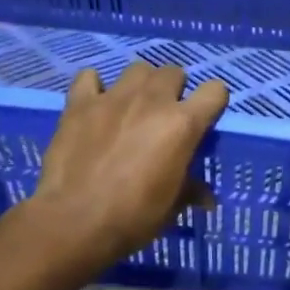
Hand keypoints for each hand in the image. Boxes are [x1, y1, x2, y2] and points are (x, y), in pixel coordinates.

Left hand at [28, 62, 229, 265]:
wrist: (75, 220)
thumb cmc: (134, 217)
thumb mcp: (171, 207)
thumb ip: (190, 191)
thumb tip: (206, 198)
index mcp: (182, 124)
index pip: (215, 91)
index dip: (213, 102)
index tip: (204, 119)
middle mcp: (151, 100)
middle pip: (173, 72)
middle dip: (174, 90)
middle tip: (165, 116)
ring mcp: (113, 98)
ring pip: (137, 69)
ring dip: (141, 84)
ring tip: (133, 107)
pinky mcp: (79, 103)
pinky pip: (89, 77)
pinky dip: (95, 87)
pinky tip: (95, 105)